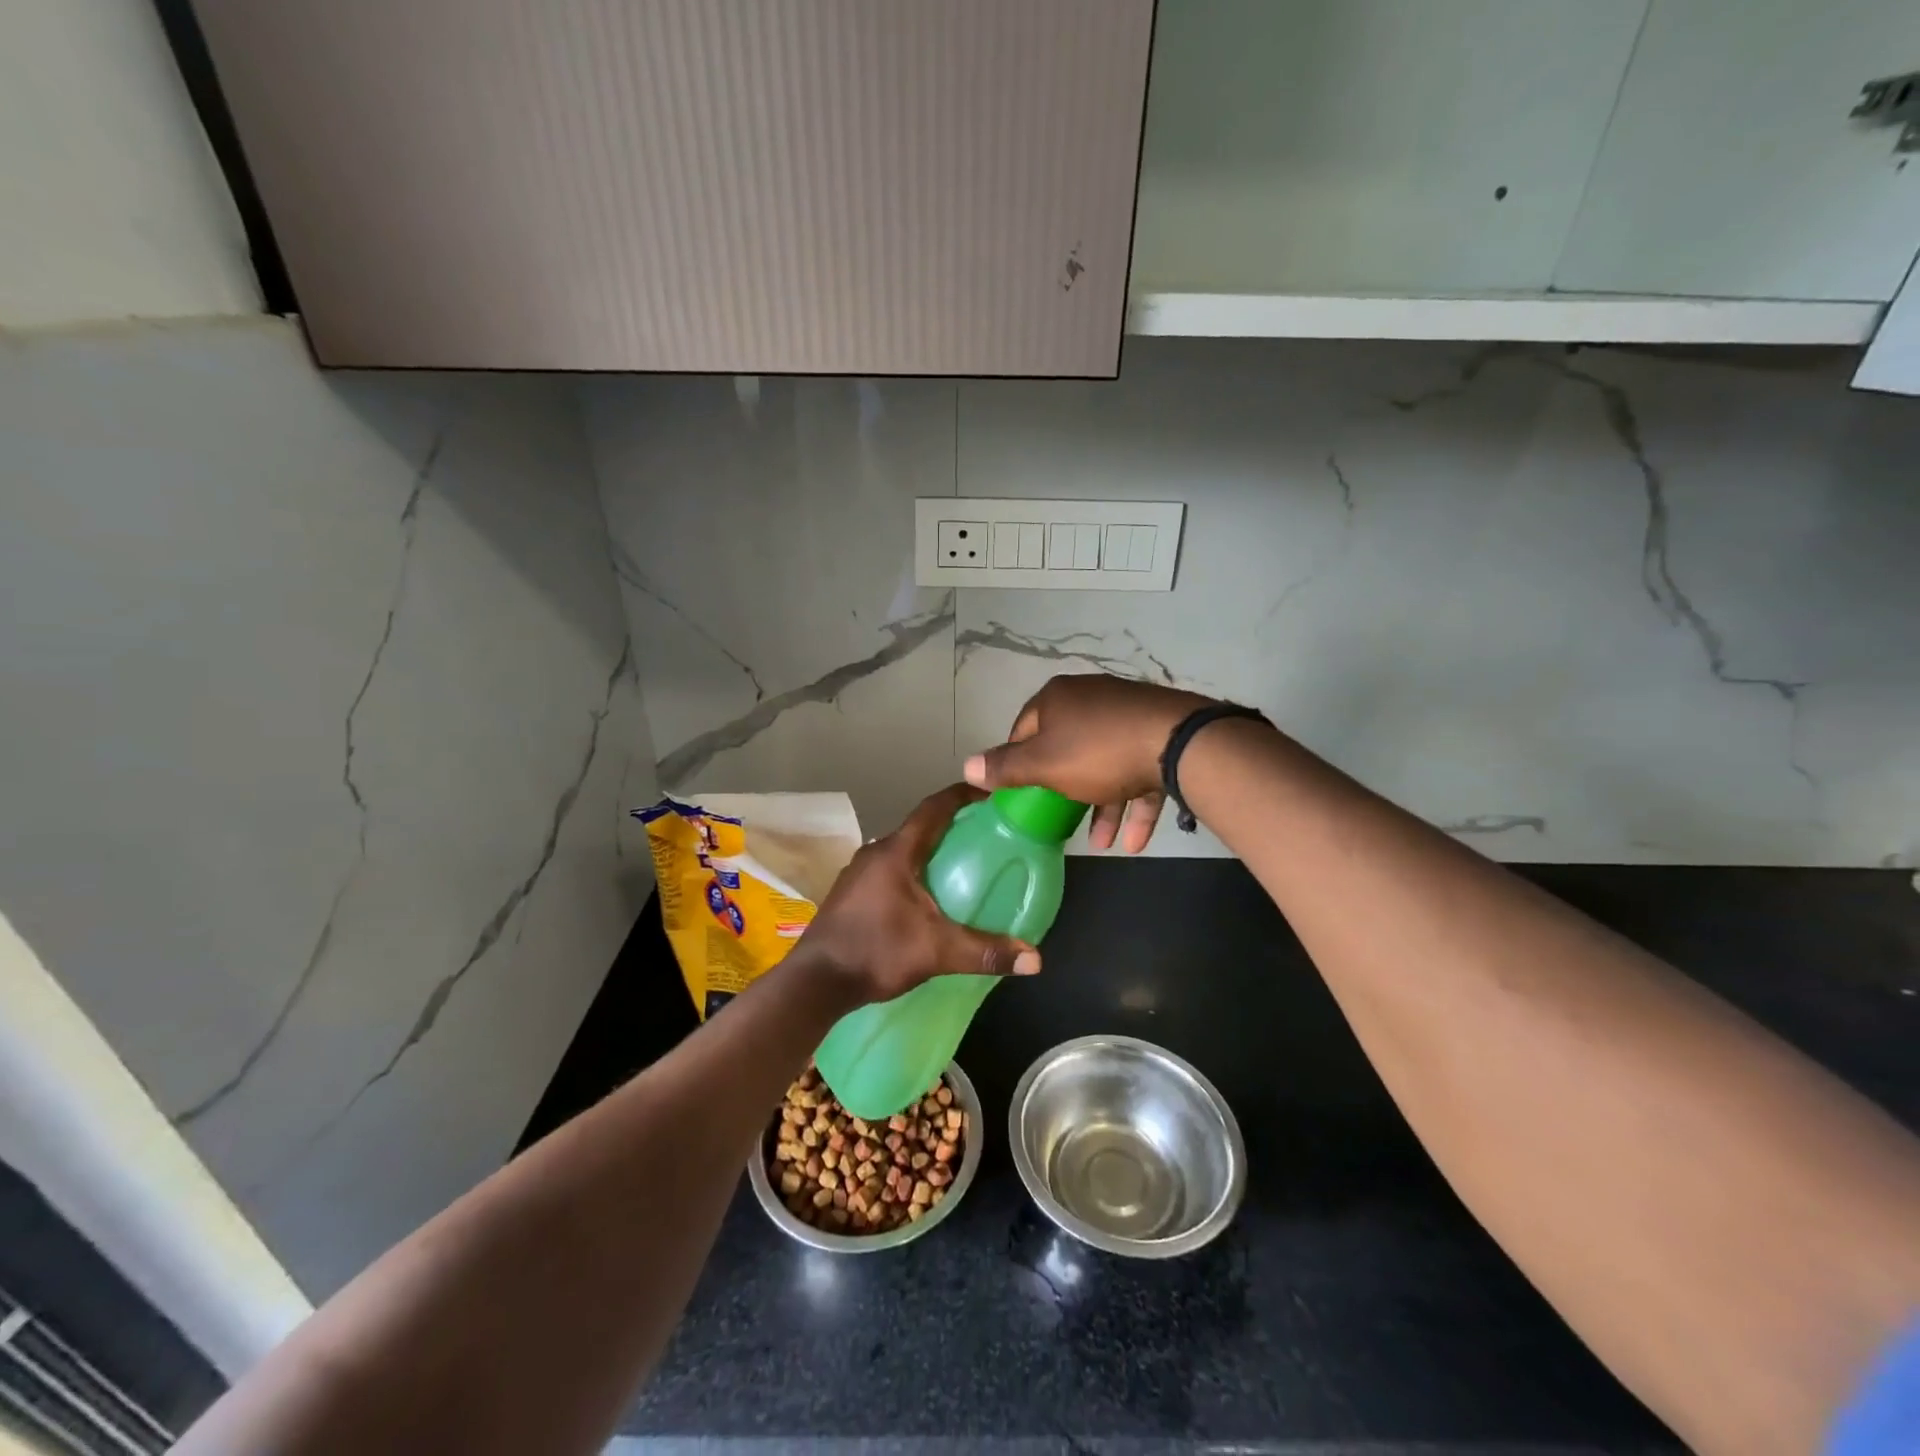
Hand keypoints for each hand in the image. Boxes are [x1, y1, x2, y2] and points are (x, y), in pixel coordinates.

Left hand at [798, 783, 1040, 1004]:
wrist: (814, 983)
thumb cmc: (876, 952)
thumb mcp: (937, 952)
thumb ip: (986, 951)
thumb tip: (1036, 959)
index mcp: (896, 852)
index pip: (934, 808)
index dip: (962, 795)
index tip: (990, 792)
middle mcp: (875, 853)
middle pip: (919, 828)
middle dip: (952, 826)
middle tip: (986, 834)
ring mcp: (858, 873)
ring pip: (903, 850)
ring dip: (930, 850)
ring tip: (961, 864)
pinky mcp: (850, 893)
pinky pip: (890, 869)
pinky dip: (913, 871)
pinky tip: (926, 897)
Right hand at [963, 674, 1214, 852]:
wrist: (1178, 743)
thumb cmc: (1098, 752)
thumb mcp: (1043, 765)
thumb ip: (1005, 768)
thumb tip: (965, 766)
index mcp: (1058, 699)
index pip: (1024, 729)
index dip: (1018, 763)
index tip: (1021, 795)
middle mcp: (1091, 699)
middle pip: (1066, 748)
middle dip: (1064, 790)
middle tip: (1059, 819)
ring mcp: (1128, 715)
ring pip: (1105, 764)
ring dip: (1102, 806)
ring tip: (1102, 844)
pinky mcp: (1159, 734)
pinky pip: (1138, 771)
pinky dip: (1133, 803)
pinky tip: (1133, 843)